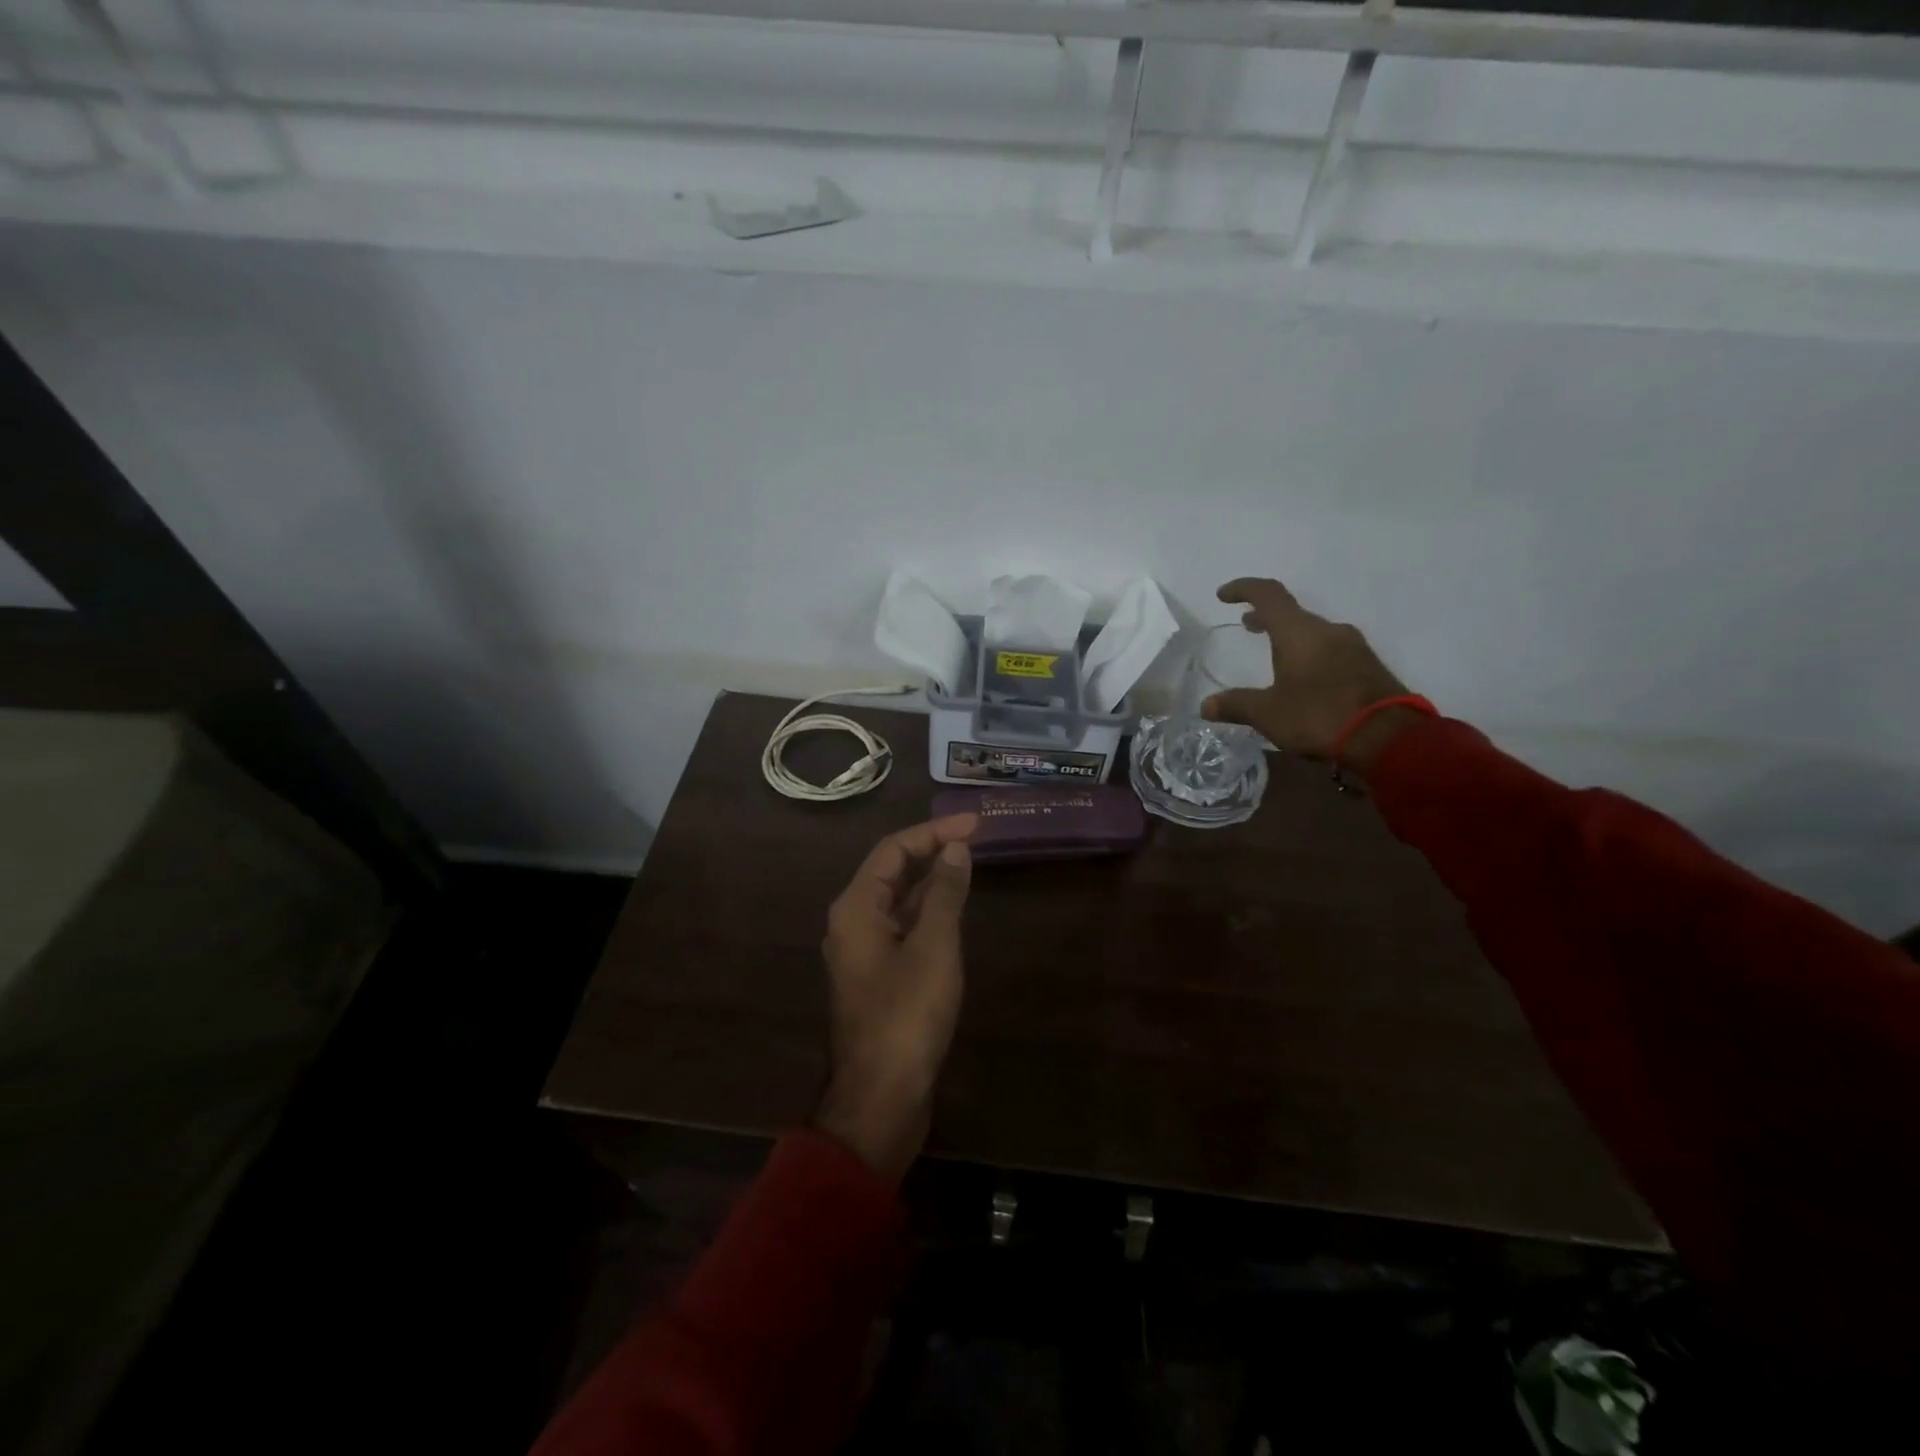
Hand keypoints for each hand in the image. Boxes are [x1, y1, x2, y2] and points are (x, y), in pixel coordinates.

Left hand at [815, 813, 976, 1181]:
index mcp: (855, 907)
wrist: (882, 1096)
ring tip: (967, 861)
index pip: (893, 850)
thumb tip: (956, 849)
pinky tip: (953, 908)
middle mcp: (852, 921)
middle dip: (930, 849)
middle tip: (974, 836)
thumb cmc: (907, 1015)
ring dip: (929, 879)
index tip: (974, 823)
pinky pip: (901, 926)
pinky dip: (927, 910)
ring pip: (896, 899)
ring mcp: (863, 950)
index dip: (934, 830)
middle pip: (890, 870)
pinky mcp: (877, 974)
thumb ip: (945, 893)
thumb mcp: (934, 947)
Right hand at [1201, 577, 1417, 772]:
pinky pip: (1331, 650)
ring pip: (1313, 632)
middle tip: (1247, 627)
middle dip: (1266, 618)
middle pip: (1292, 614)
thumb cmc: (1319, 716)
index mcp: (1299, 632)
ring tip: (1274, 655)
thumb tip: (1206, 705)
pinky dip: (1310, 654)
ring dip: (1290, 637)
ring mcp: (1353, 647)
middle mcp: (1328, 630)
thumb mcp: (1268, 714)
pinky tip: (1304, 678)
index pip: (1268, 595)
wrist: (1389, 738)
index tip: (1223, 595)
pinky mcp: (1368, 666)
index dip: (1244, 589)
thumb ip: (1236, 705)